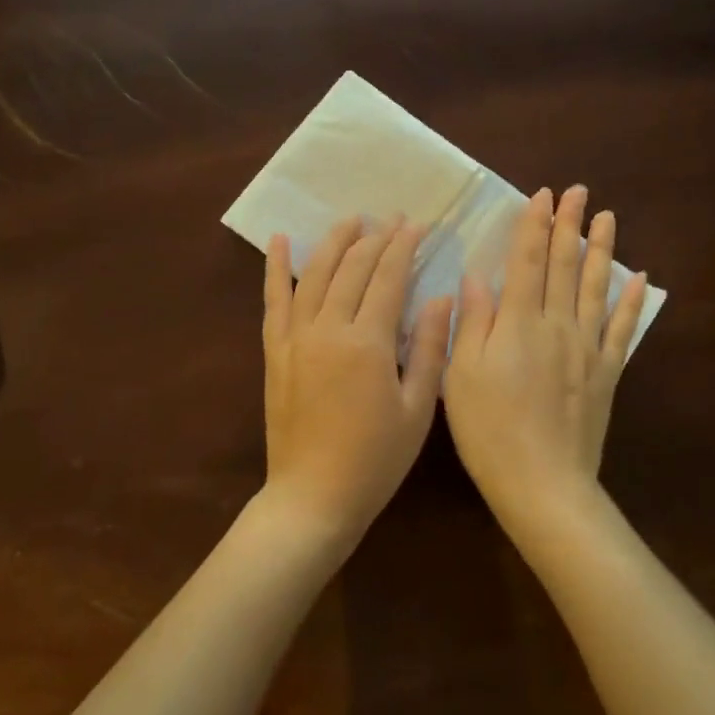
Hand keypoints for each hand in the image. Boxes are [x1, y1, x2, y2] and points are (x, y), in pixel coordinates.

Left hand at [262, 216, 454, 546]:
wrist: (313, 496)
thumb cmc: (375, 459)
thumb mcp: (417, 408)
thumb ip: (427, 348)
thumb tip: (441, 297)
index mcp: (367, 342)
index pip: (388, 277)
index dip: (404, 247)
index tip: (417, 224)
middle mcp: (328, 328)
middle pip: (352, 268)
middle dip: (375, 237)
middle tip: (392, 218)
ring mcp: (296, 337)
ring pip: (314, 273)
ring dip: (334, 241)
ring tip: (351, 219)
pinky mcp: (275, 350)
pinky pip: (273, 300)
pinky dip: (275, 267)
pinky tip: (278, 239)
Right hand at [442, 186, 648, 526]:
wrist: (543, 484)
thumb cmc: (490, 430)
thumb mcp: (462, 375)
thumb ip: (474, 322)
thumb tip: (478, 276)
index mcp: (518, 323)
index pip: (527, 261)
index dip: (534, 225)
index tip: (543, 195)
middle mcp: (557, 325)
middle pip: (565, 265)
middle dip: (570, 225)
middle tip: (579, 191)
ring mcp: (587, 348)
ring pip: (596, 287)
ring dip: (602, 250)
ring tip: (608, 218)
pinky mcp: (606, 373)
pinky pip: (622, 329)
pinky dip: (631, 302)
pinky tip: (639, 279)